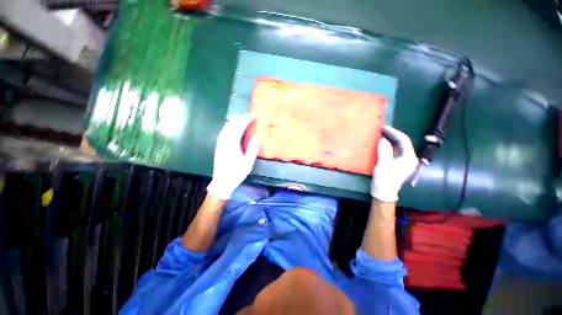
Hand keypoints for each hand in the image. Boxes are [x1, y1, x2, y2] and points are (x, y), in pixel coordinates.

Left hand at [207, 114, 259, 199]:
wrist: (222, 182)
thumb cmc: (236, 174)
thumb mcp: (248, 163)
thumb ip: (252, 149)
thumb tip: (256, 137)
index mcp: (232, 145)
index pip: (238, 128)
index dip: (245, 121)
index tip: (251, 115)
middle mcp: (224, 142)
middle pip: (230, 126)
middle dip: (239, 119)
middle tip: (247, 116)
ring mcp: (220, 144)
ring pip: (225, 128)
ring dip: (233, 122)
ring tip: (241, 119)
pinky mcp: (218, 147)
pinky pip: (223, 132)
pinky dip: (229, 127)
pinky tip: (232, 128)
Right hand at [371, 126, 417, 202]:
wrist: (383, 192)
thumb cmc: (385, 179)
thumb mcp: (384, 165)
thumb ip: (384, 151)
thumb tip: (382, 139)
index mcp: (409, 158)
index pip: (404, 140)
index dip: (394, 132)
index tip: (384, 127)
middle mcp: (409, 158)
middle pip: (402, 142)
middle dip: (391, 135)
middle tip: (380, 129)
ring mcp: (403, 160)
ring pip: (398, 146)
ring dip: (389, 139)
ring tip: (379, 134)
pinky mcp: (397, 163)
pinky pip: (393, 150)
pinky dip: (387, 145)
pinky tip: (380, 143)